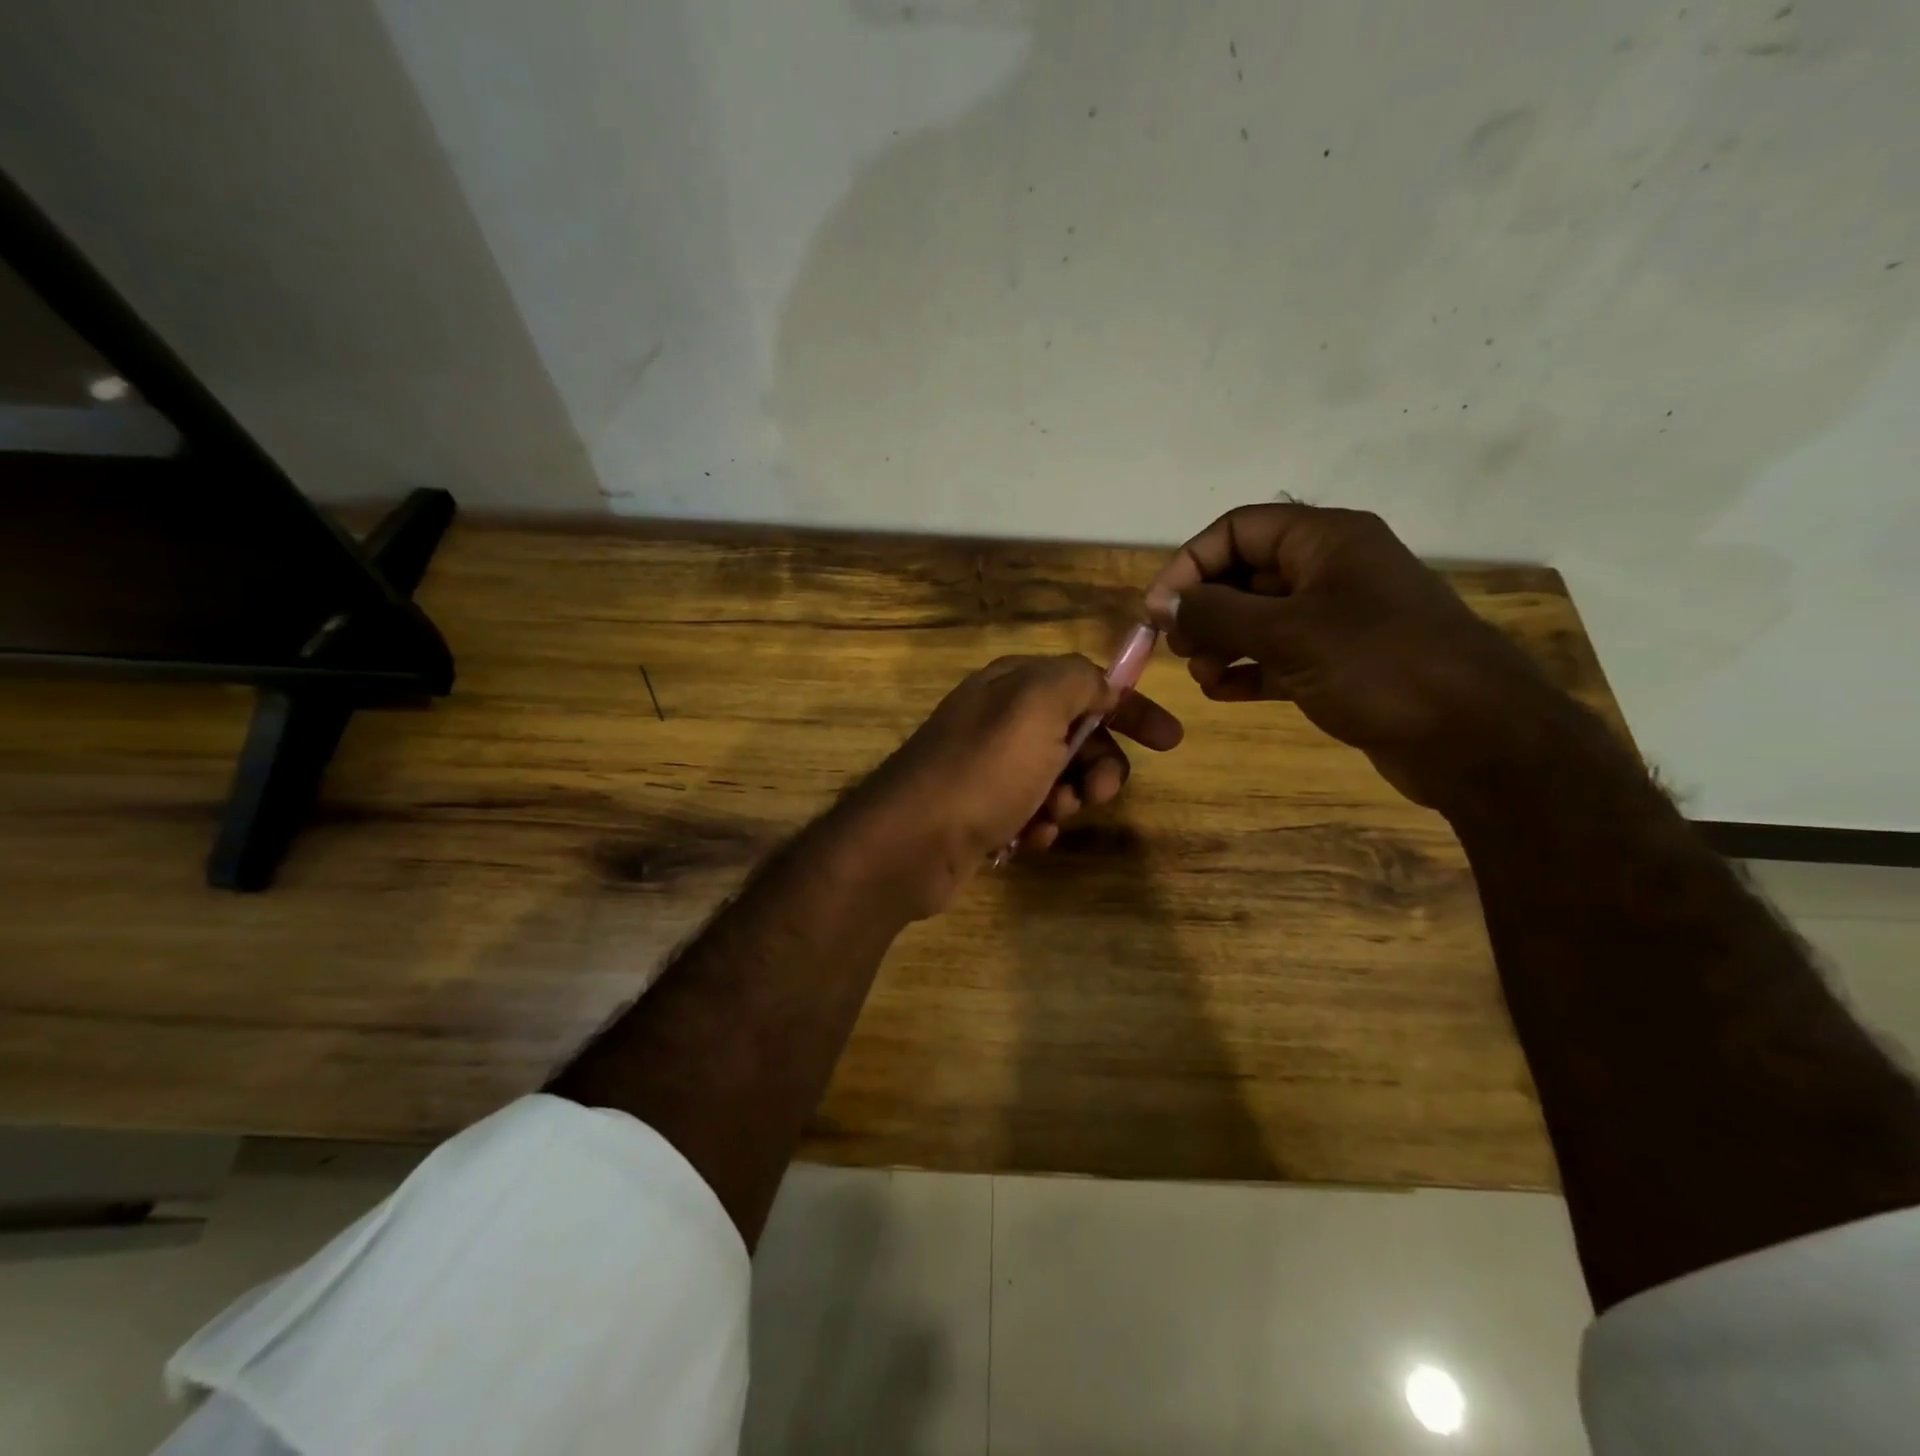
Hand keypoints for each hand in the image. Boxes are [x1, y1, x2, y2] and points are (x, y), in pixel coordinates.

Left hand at [844, 654, 1182, 917]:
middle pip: (1077, 734)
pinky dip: (1040, 824)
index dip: (1131, 708)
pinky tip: (1030, 839)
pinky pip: (1031, 809)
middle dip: (1097, 765)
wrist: (910, 842)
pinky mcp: (980, 808)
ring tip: (1050, 819)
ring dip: (1069, 799)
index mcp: (1012, 684)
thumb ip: (1077, 680)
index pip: (1087, 683)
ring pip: (1058, 777)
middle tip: (1096, 794)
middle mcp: (999, 718)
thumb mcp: (1036, 707)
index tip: (1170, 741)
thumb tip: (1100, 686)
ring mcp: (987, 766)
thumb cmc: (982, 771)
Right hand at [1143, 504, 1557, 808]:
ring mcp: (1338, 618)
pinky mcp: (1341, 663)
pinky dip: (1247, 669)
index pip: (1238, 529)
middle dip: (1204, 609)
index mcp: (1326, 540)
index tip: (1158, 610)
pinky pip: (1278, 655)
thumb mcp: (1288, 633)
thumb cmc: (1380, 667)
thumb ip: (1217, 613)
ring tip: (1204, 677)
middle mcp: (1331, 570)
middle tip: (1178, 648)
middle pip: (1244, 573)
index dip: (1190, 563)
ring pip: (1258, 618)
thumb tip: (1164, 603)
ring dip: (1220, 643)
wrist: (1476, 739)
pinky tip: (1224, 692)